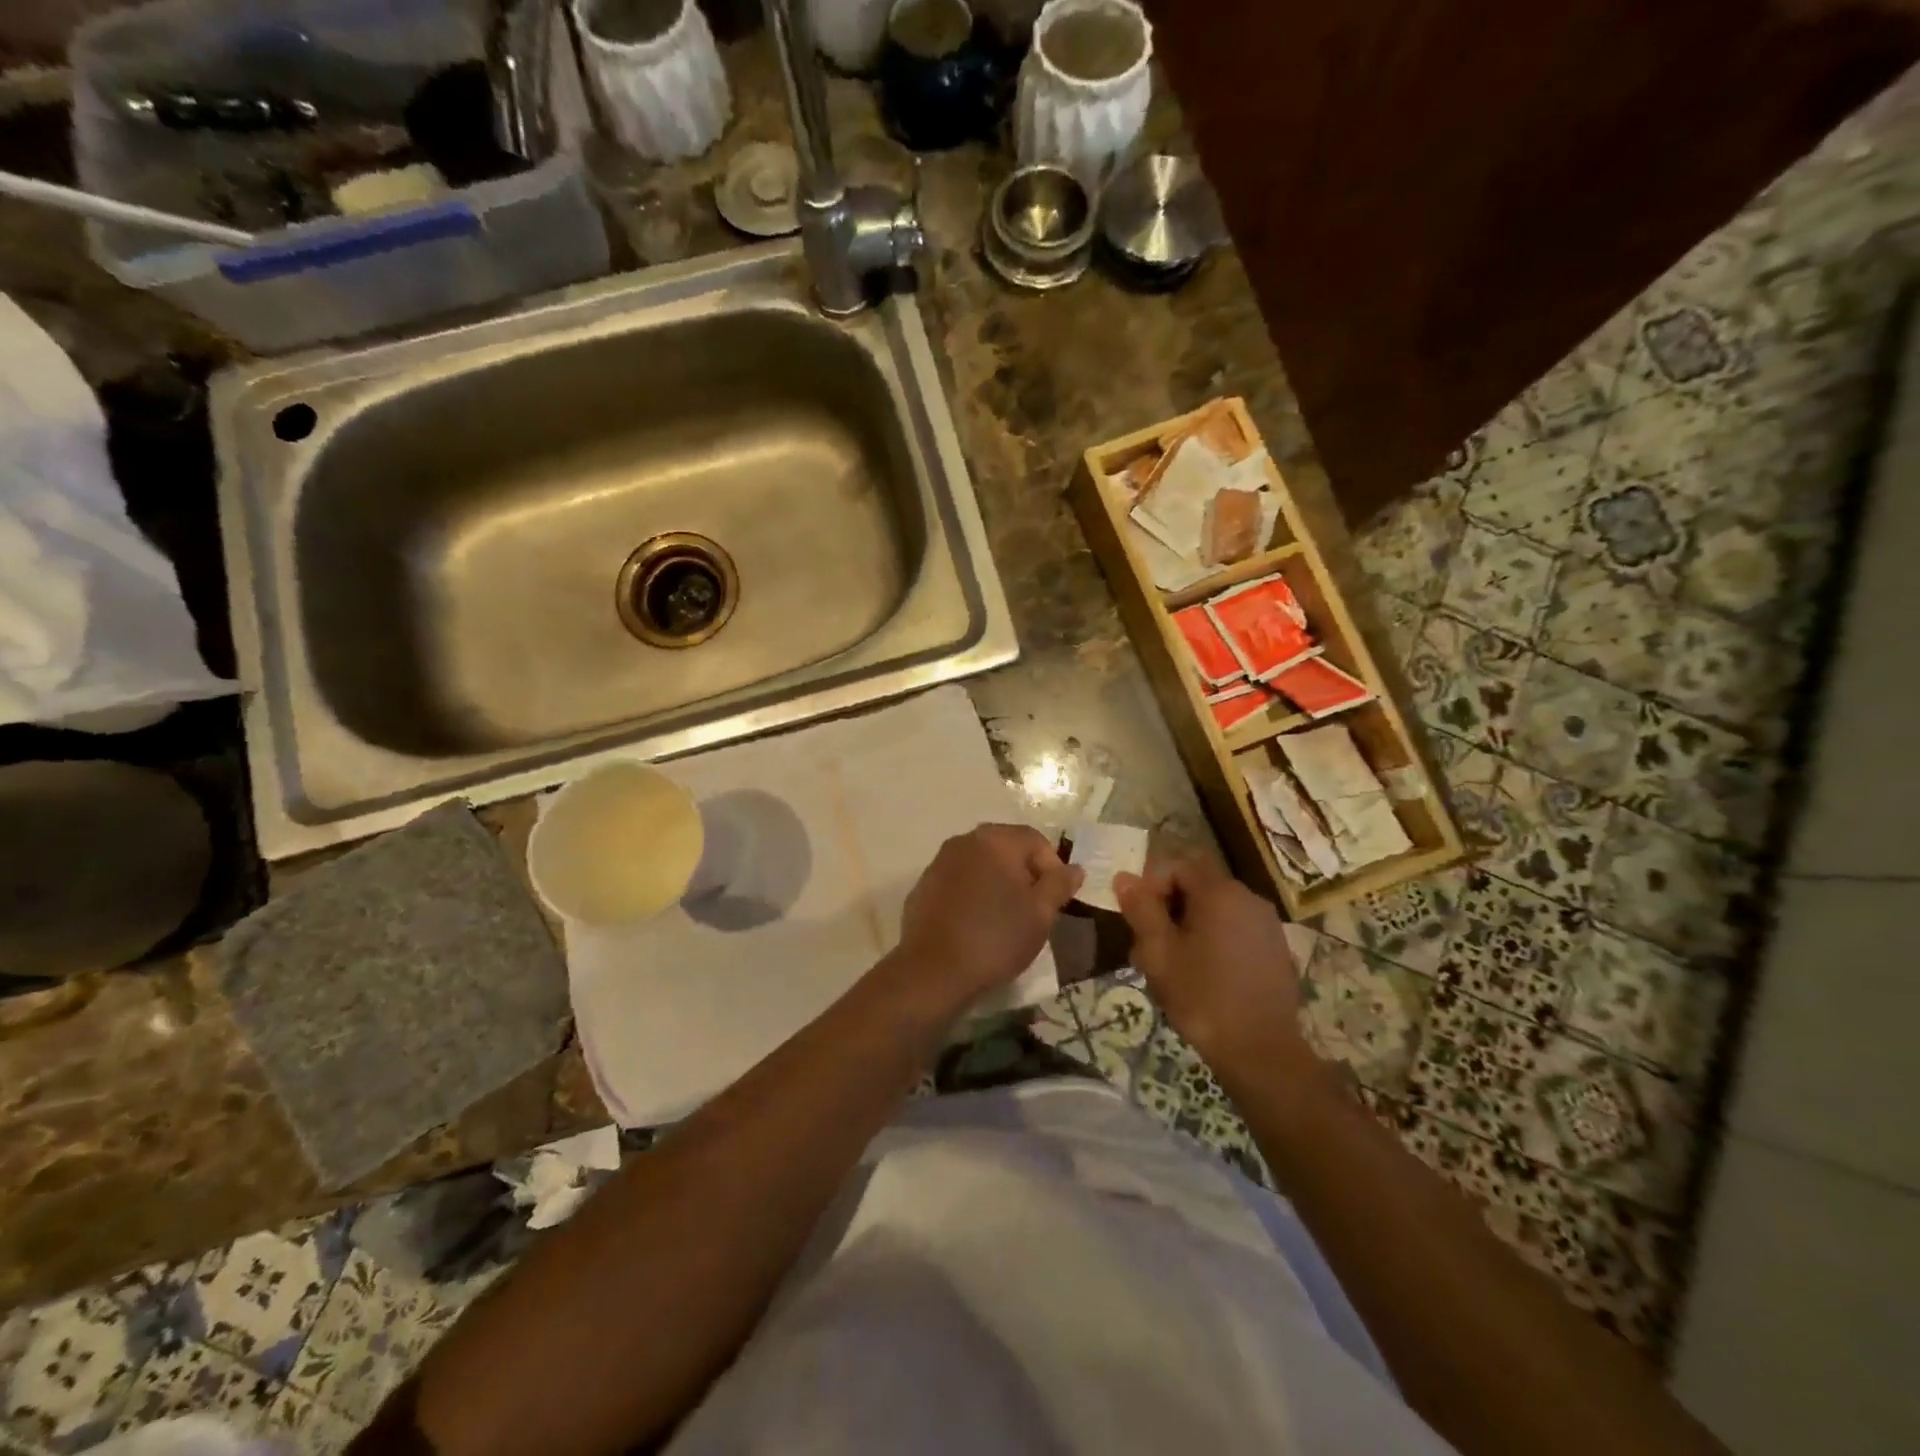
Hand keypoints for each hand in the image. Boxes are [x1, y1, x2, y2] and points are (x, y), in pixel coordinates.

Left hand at [892, 824, 1082, 1012]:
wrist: (932, 970)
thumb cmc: (996, 938)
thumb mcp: (1040, 914)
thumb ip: (1059, 885)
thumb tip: (1074, 869)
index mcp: (995, 840)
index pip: (1035, 840)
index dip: (1053, 867)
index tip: (1056, 900)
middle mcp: (965, 841)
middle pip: (1006, 848)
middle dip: (1025, 874)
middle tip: (1034, 909)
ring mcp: (939, 861)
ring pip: (980, 864)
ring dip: (997, 883)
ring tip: (1006, 918)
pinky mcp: (923, 885)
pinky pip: (958, 881)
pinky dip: (973, 893)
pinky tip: (976, 923)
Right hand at [1113, 857, 1311, 1077]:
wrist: (1262, 1052)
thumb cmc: (1202, 997)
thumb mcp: (1159, 953)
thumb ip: (1141, 909)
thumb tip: (1125, 877)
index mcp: (1220, 893)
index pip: (1178, 864)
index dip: (1153, 884)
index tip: (1141, 919)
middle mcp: (1249, 898)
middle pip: (1199, 885)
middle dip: (1169, 907)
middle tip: (1150, 946)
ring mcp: (1267, 925)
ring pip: (1217, 910)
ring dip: (1190, 926)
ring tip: (1173, 966)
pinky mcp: (1276, 950)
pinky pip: (1236, 930)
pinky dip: (1215, 941)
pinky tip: (1204, 977)